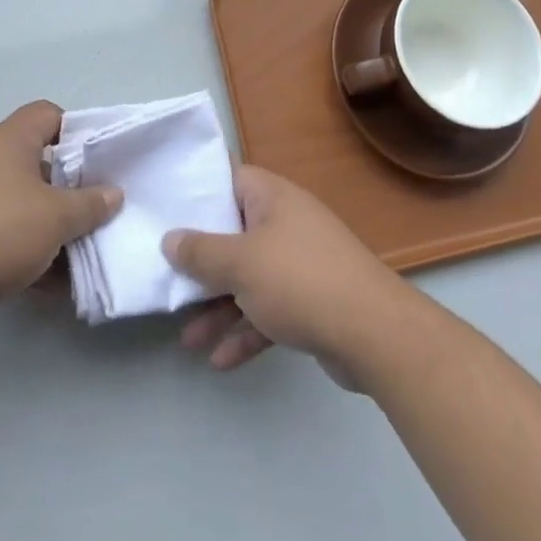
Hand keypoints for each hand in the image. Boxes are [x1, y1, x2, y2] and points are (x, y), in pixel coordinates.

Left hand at [0, 101, 121, 328]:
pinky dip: (26, 250)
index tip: (97, 161)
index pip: (48, 114)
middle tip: (95, 209)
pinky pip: (3, 233)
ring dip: (50, 225)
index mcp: (10, 141)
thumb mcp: (56, 218)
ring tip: (79, 252)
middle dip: (69, 188)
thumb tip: (113, 194)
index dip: (76, 131)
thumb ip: (90, 204)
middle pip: (38, 162)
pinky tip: (50, 283)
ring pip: (22, 203)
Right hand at [163, 166, 408, 380]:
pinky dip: (246, 331)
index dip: (198, 192)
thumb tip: (170, 238)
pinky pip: (269, 310)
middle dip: (202, 264)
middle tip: (169, 280)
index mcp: (272, 198)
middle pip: (234, 234)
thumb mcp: (240, 263)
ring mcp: (301, 264)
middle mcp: (287, 223)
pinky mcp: (312, 302)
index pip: (229, 180)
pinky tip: (220, 360)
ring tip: (188, 339)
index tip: (166, 209)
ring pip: (249, 279)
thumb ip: (200, 251)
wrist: (374, 334)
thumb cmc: (300, 281)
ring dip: (219, 307)